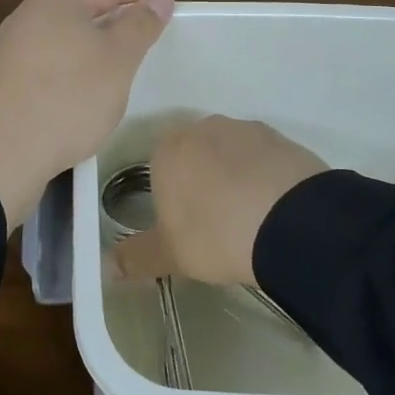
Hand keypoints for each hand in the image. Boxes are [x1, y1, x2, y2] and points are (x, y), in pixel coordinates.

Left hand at [0, 0, 174, 227]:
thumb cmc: (67, 98)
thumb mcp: (118, 60)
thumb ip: (141, 25)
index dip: (140, 5)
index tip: (161, 32)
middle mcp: (28, 13)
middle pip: (83, 12)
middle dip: (114, 32)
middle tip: (138, 62)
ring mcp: (9, 47)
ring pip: (63, 42)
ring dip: (89, 58)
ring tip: (110, 87)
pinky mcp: (0, 80)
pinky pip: (44, 68)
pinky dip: (65, 79)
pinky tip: (74, 106)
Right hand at [112, 116, 327, 285]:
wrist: (289, 222)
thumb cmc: (216, 234)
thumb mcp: (170, 254)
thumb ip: (135, 257)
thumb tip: (105, 266)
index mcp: (168, 150)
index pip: (160, 168)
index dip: (172, 198)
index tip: (186, 227)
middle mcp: (203, 128)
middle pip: (196, 156)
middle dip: (203, 182)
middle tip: (216, 223)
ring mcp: (245, 129)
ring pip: (231, 154)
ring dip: (235, 177)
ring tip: (250, 218)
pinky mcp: (281, 138)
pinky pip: (264, 158)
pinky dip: (265, 177)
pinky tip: (274, 208)